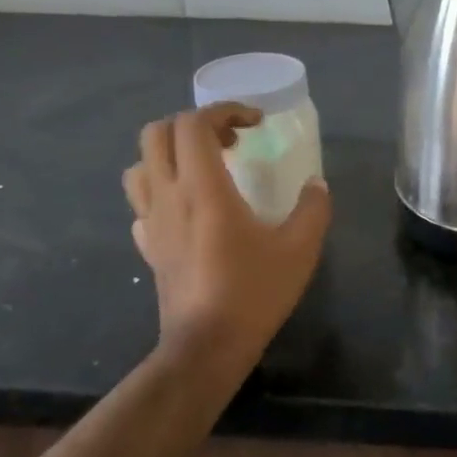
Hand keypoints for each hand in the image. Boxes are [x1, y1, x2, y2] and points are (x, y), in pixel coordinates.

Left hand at [123, 103, 330, 372]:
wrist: (207, 346)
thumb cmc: (253, 292)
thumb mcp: (300, 248)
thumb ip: (313, 208)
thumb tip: (316, 185)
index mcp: (203, 188)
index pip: (194, 123)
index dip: (225, 110)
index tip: (255, 123)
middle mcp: (169, 195)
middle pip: (158, 133)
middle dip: (194, 125)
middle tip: (231, 141)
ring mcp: (152, 221)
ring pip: (141, 165)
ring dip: (171, 153)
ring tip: (206, 168)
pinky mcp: (148, 246)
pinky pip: (142, 202)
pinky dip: (162, 189)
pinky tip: (190, 208)